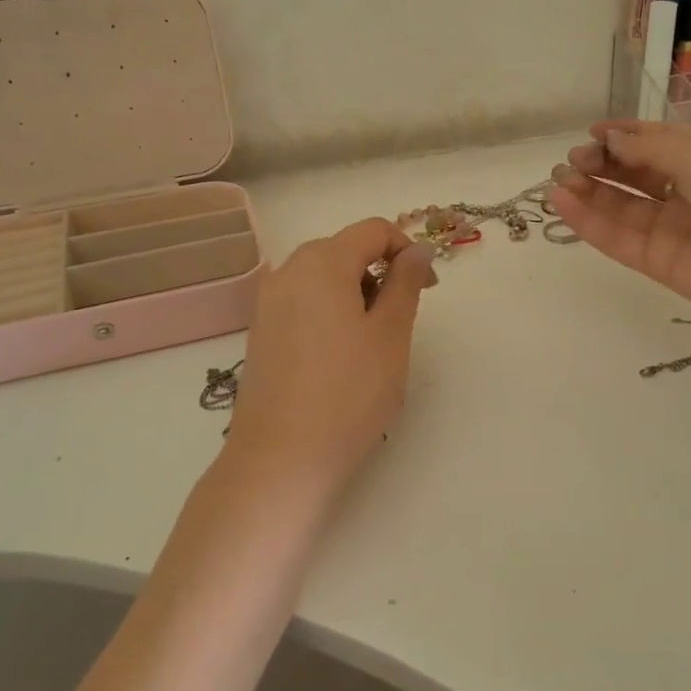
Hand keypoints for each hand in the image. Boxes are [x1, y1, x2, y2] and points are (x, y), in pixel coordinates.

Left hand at [224, 218, 436, 498]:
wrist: (281, 459)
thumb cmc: (348, 393)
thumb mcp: (390, 334)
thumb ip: (406, 283)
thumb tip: (417, 251)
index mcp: (321, 262)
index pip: (374, 230)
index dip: (408, 251)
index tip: (429, 289)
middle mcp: (288, 271)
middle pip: (345, 250)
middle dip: (381, 273)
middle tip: (402, 320)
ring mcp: (267, 302)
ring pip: (324, 277)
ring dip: (357, 293)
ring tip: (372, 343)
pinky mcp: (261, 332)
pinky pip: (304, 302)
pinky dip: (331, 311)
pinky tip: (341, 356)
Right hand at [548, 120, 690, 334]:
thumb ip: (648, 149)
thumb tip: (608, 140)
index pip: (656, 143)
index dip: (622, 136)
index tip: (591, 133)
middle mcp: (688, 191)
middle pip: (633, 174)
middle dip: (600, 163)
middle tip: (571, 161)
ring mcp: (671, 229)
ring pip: (619, 207)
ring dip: (586, 191)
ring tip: (557, 181)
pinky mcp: (658, 263)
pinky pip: (617, 238)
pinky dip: (588, 221)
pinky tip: (562, 203)